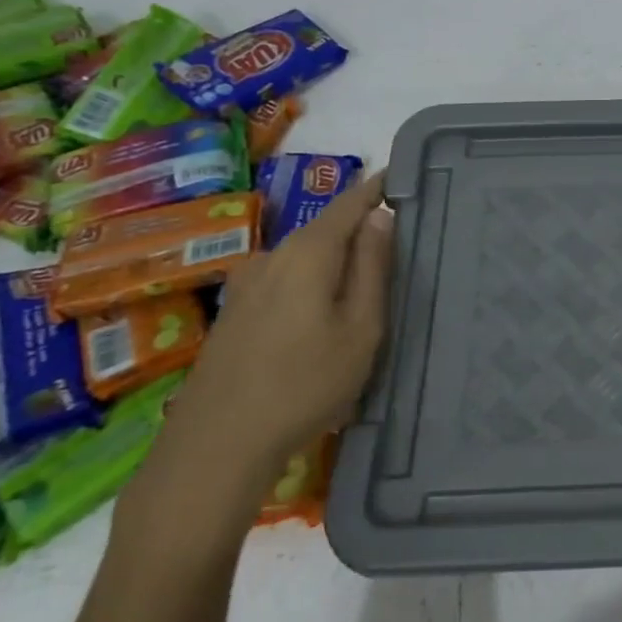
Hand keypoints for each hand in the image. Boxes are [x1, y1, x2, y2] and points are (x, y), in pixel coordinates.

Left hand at [122, 172, 394, 541]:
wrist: (218, 444)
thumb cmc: (305, 383)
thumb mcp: (361, 328)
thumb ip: (373, 267)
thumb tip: (380, 216)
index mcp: (308, 252)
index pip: (350, 204)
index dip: (377, 188)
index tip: (403, 177)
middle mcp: (272, 256)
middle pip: (325, 230)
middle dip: (360, 229)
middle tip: (398, 242)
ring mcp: (247, 284)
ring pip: (304, 258)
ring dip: (336, 262)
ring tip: (366, 285)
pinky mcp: (234, 312)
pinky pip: (285, 280)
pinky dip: (313, 283)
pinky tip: (323, 316)